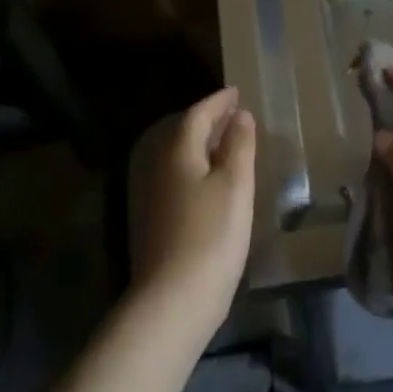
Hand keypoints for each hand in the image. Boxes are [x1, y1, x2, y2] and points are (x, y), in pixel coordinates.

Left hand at [130, 87, 255, 345]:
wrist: (174, 300)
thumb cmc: (212, 234)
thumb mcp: (235, 184)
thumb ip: (238, 145)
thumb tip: (238, 115)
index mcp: (178, 153)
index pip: (197, 115)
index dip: (218, 101)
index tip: (236, 92)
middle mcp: (159, 169)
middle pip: (183, 134)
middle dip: (208, 121)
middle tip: (234, 115)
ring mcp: (154, 198)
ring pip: (180, 158)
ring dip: (203, 146)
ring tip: (228, 144)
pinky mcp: (156, 223)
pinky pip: (179, 179)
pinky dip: (198, 169)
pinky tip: (214, 184)